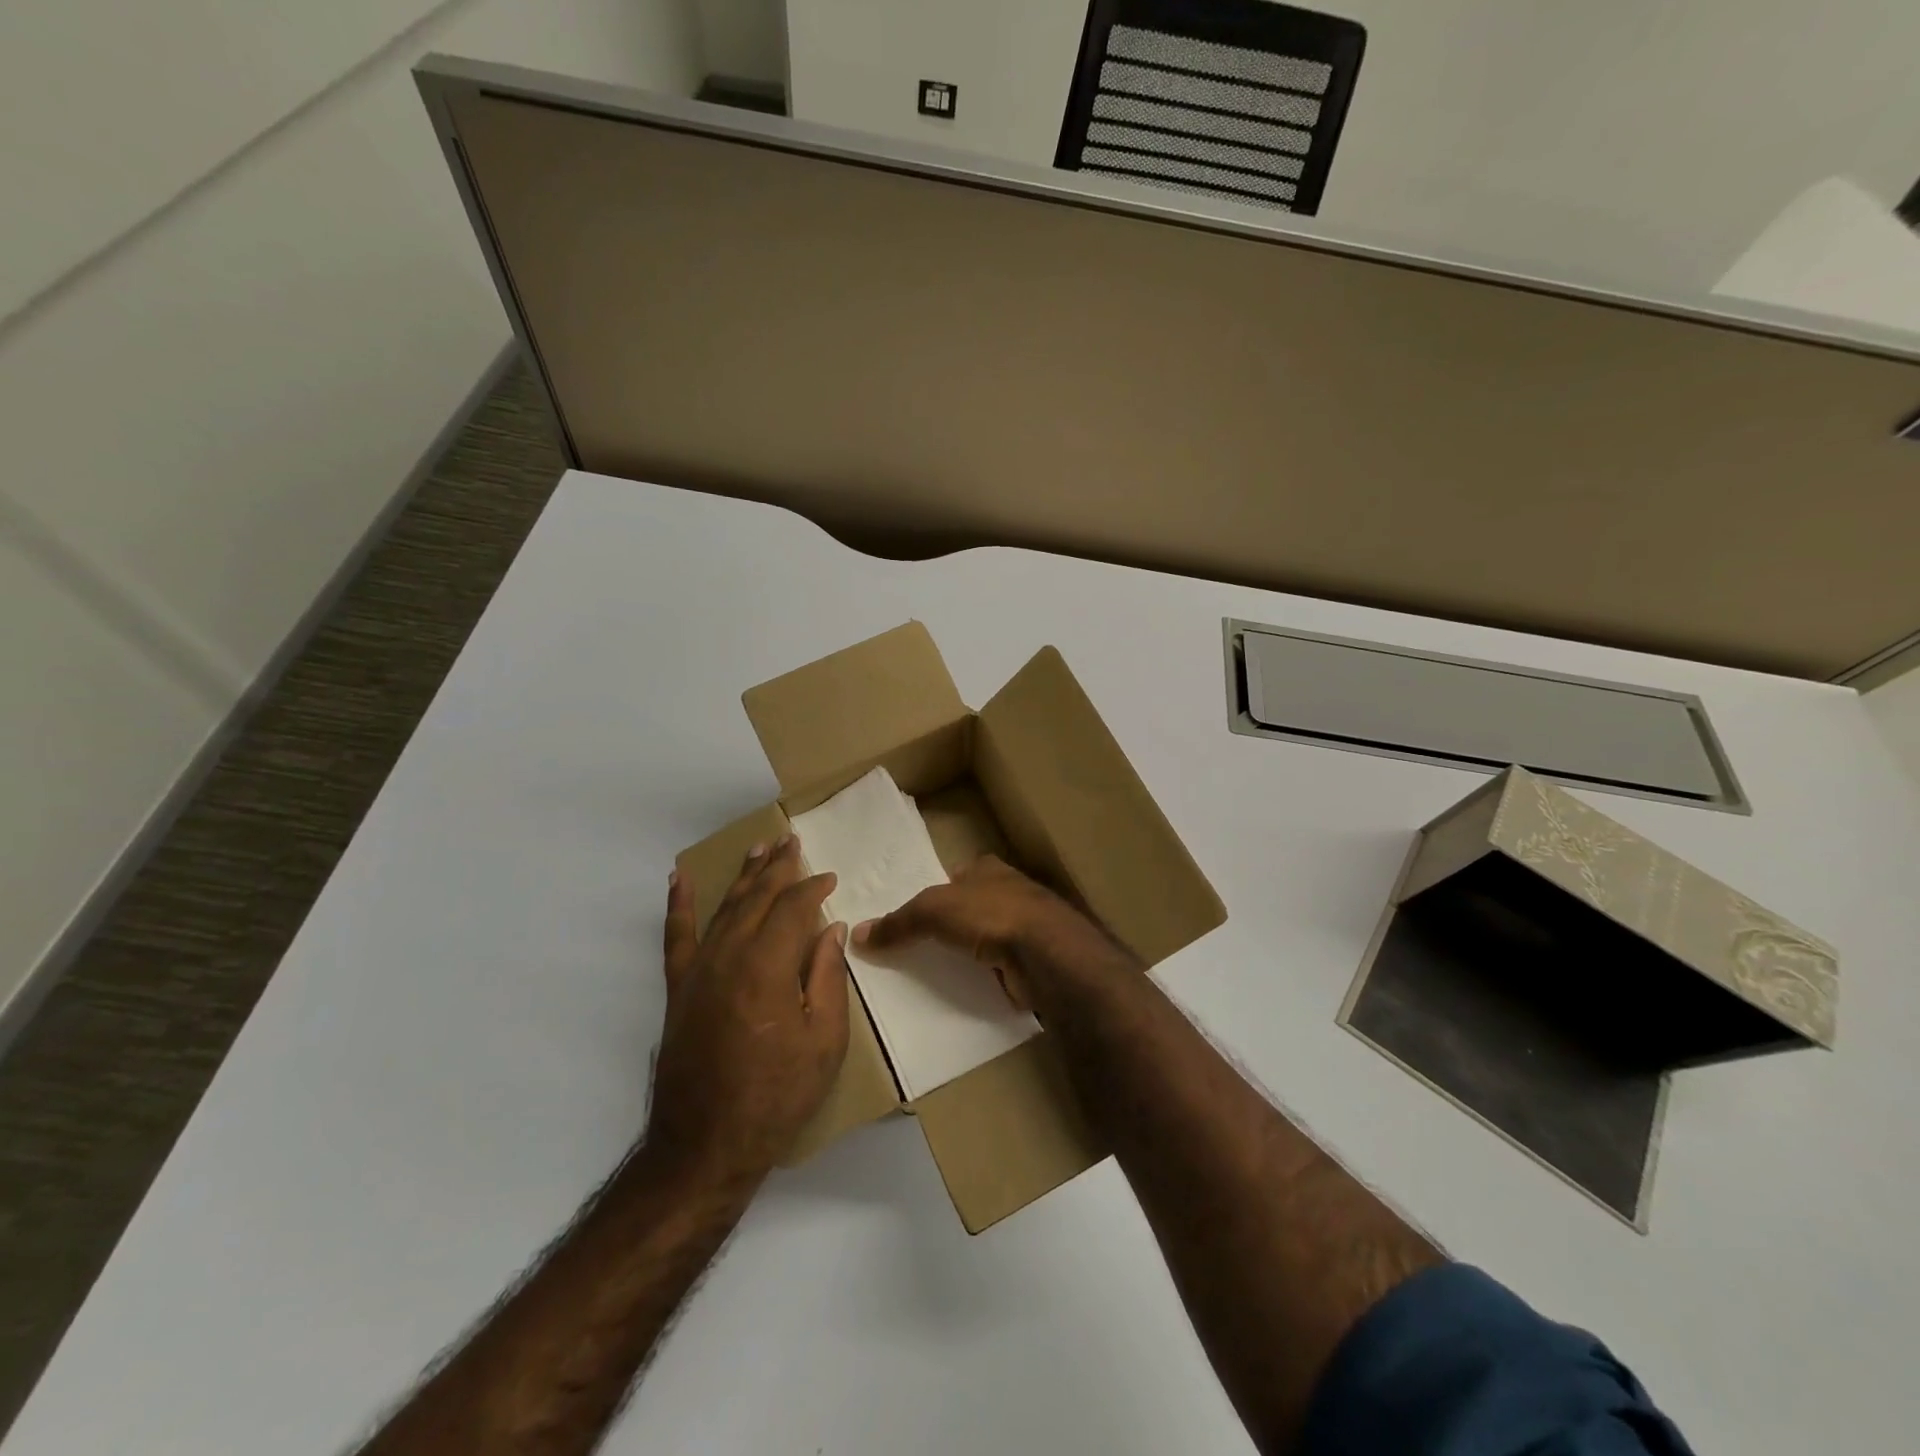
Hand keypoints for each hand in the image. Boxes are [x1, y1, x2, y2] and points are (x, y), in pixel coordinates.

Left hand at [648, 837, 850, 1186]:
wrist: (706, 1145)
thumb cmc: (777, 1095)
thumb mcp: (824, 1041)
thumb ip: (828, 978)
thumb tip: (831, 929)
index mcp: (768, 966)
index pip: (793, 908)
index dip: (813, 888)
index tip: (830, 878)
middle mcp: (729, 956)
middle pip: (757, 899)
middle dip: (779, 868)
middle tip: (792, 841)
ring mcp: (698, 970)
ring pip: (724, 908)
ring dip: (743, 876)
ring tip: (758, 848)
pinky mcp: (678, 988)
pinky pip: (676, 936)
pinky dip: (678, 904)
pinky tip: (679, 878)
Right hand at [852, 855, 1119, 1013]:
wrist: (1044, 952)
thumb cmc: (989, 914)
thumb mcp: (932, 910)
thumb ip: (898, 922)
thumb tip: (857, 934)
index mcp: (988, 869)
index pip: (957, 876)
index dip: (938, 891)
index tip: (916, 915)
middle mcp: (1009, 892)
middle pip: (972, 907)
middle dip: (953, 924)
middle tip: (919, 947)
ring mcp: (1024, 927)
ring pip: (986, 938)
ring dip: (969, 952)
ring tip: (937, 973)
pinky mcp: (1031, 959)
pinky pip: (998, 968)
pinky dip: (984, 977)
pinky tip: (965, 991)